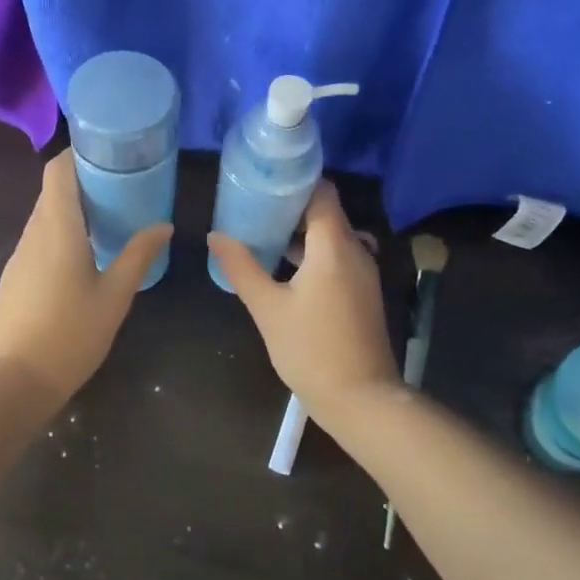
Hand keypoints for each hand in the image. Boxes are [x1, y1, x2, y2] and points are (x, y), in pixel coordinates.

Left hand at [0, 150, 171, 398]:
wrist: (15, 380)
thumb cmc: (71, 333)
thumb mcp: (115, 295)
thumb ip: (139, 255)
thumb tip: (164, 225)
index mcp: (57, 228)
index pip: (57, 171)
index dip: (78, 154)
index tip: (107, 154)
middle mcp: (33, 233)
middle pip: (52, 191)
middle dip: (83, 181)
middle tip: (121, 186)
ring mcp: (20, 255)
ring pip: (44, 216)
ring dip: (72, 209)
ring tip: (108, 218)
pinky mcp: (15, 276)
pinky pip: (39, 239)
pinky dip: (61, 233)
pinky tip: (84, 255)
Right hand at [207, 182, 399, 411]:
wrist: (361, 399)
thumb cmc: (311, 349)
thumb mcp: (268, 308)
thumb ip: (241, 267)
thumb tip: (216, 235)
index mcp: (335, 245)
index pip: (322, 192)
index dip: (295, 180)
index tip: (264, 180)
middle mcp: (355, 250)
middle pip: (326, 212)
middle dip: (291, 206)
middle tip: (254, 205)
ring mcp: (363, 272)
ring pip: (332, 236)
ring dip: (301, 232)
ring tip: (263, 233)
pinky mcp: (362, 292)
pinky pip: (338, 257)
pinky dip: (314, 253)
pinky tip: (285, 267)